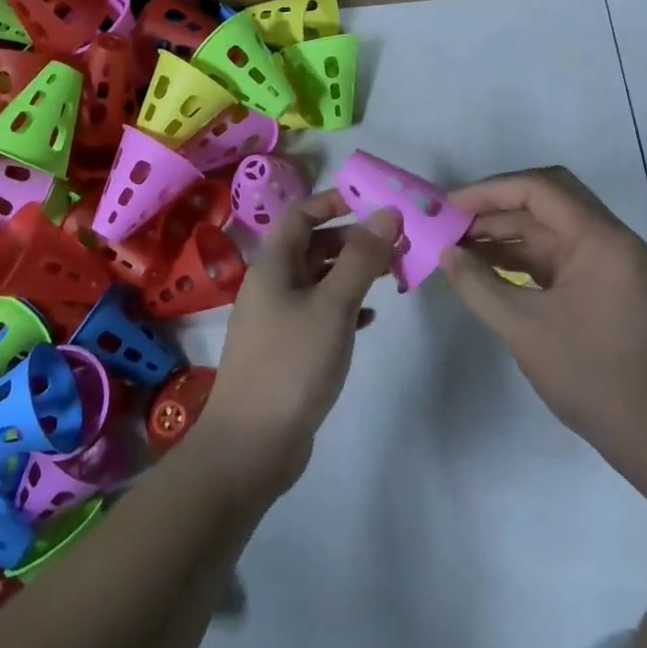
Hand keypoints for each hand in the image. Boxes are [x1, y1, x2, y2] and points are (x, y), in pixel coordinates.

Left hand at [196, 191, 400, 498]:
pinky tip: (369, 318)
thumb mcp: (333, 305)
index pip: (302, 215)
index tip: (374, 203)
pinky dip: (344, 307)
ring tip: (391, 276)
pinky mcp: (286, 349)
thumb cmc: (292, 364)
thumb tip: (386, 212)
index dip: (334, 202)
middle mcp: (271, 285)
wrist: (251, 445)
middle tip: (395, 244)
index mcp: (273, 266)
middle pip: (312, 246)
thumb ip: (361, 258)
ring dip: (352, 274)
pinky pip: (318, 313)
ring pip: (318, 280)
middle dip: (353, 240)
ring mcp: (276, 319)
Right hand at [440, 167, 646, 487]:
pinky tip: (484, 266)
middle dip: (495, 206)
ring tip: (458, 245)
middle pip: (546, 199)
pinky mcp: (601, 285)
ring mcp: (607, 263)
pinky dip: (520, 256)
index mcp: (600, 239)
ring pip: (548, 227)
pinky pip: (555, 254)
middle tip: (452, 221)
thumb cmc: (590, 376)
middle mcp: (608, 239)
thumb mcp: (524, 328)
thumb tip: (444, 253)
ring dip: (505, 232)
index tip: (448, 207)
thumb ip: (478, 285)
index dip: (488, 191)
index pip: (539, 189)